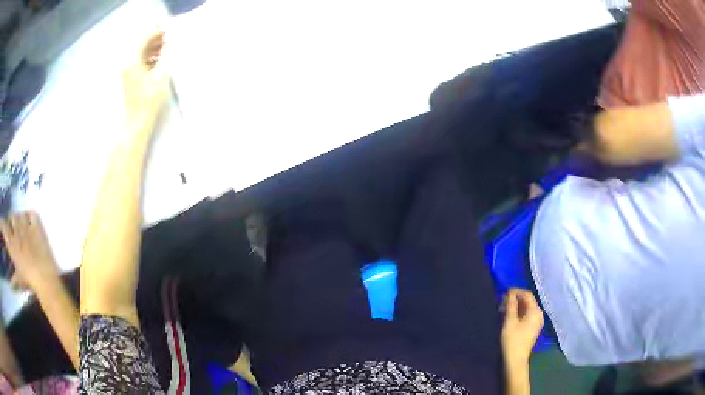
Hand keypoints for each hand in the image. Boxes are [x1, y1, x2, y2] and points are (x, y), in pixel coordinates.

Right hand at [0, 212, 59, 291]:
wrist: (44, 279)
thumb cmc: (29, 282)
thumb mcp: (19, 281)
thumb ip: (14, 281)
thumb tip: (11, 286)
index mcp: (11, 244)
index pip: (3, 226)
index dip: (1, 223)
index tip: (1, 225)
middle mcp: (16, 231)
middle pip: (12, 216)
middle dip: (12, 221)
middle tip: (14, 229)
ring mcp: (26, 227)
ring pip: (21, 214)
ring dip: (20, 218)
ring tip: (22, 227)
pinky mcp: (37, 227)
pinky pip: (33, 214)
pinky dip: (31, 216)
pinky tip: (31, 222)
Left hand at [122, 31, 169, 129]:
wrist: (135, 124)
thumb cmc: (148, 101)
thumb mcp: (162, 75)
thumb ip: (168, 54)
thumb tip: (172, 40)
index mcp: (132, 59)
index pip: (145, 35)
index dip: (159, 31)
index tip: (171, 31)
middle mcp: (126, 62)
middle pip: (141, 42)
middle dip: (156, 39)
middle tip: (171, 40)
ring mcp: (125, 70)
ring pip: (140, 51)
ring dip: (153, 48)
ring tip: (166, 51)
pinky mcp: (127, 78)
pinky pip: (138, 61)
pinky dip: (148, 57)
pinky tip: (157, 62)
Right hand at [501, 288, 543, 368]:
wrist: (516, 360)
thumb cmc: (512, 341)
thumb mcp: (509, 322)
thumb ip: (510, 305)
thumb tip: (510, 293)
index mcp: (535, 311)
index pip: (527, 294)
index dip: (516, 291)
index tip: (504, 293)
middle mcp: (539, 314)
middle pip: (528, 300)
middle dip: (516, 299)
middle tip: (502, 302)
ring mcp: (537, 321)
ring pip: (527, 308)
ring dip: (517, 306)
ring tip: (505, 309)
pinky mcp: (533, 328)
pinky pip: (527, 314)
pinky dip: (519, 312)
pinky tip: (510, 316)